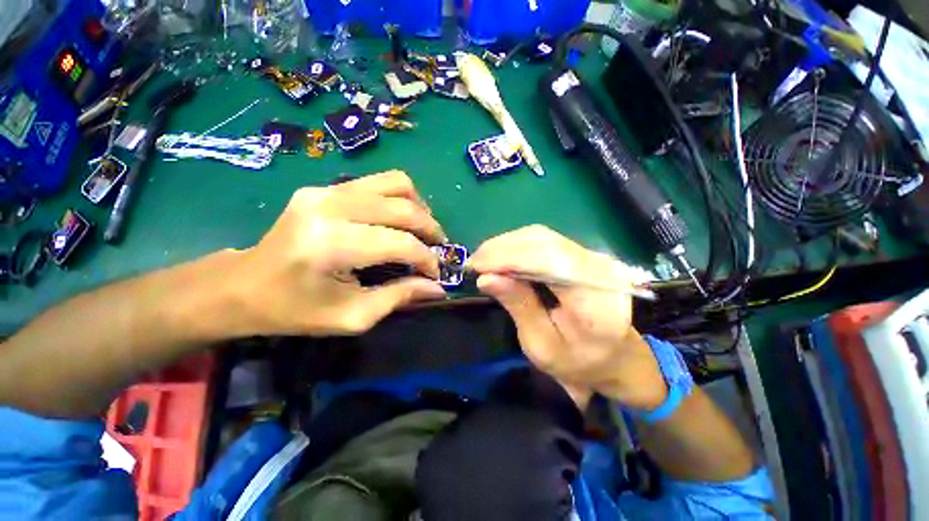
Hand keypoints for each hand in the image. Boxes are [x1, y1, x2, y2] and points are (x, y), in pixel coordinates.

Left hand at [225, 171, 447, 336]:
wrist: (242, 285)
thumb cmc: (294, 310)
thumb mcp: (351, 317)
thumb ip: (399, 298)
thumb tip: (437, 288)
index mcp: (331, 245)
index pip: (400, 243)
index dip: (427, 259)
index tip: (436, 274)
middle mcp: (330, 206)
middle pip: (403, 207)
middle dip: (430, 229)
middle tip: (437, 249)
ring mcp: (326, 190)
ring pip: (396, 183)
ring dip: (419, 208)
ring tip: (423, 230)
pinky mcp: (325, 186)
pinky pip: (379, 182)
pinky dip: (400, 198)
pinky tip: (401, 219)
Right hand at [469, 225, 665, 409]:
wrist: (615, 356)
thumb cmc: (578, 361)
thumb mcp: (541, 346)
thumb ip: (518, 307)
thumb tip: (486, 278)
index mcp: (594, 300)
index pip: (549, 262)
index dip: (509, 258)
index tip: (477, 265)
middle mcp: (598, 269)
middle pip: (544, 242)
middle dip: (503, 248)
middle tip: (474, 262)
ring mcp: (592, 257)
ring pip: (542, 236)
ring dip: (507, 244)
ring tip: (484, 260)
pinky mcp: (582, 254)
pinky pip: (545, 240)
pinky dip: (518, 245)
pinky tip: (502, 256)